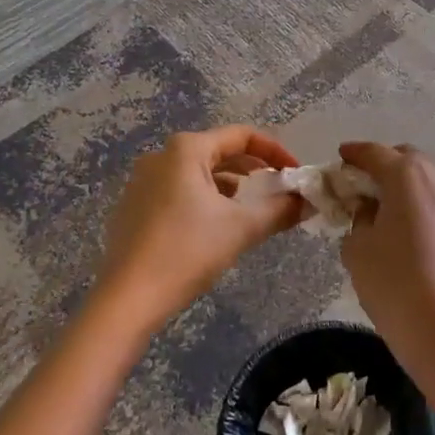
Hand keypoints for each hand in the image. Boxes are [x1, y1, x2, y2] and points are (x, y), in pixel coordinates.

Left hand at [97, 125, 303, 332]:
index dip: (275, 152)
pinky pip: (178, 190)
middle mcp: (161, 155)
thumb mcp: (241, 229)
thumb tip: (307, 202)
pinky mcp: (134, 205)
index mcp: (186, 149)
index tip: (296, 175)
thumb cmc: (187, 252)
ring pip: (198, 173)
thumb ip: (279, 210)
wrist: (127, 299)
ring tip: (251, 210)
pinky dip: (204, 199)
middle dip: (253, 169)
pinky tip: (215, 227)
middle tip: (278, 191)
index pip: (242, 136)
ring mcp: (142, 180)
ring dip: (229, 186)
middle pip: (219, 151)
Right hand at [338, 142, 434, 396]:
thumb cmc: (396, 287)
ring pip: (432, 181)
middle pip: (407, 161)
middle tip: (363, 189)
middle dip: (384, 168)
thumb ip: (358, 219)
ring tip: (392, 211)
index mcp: (407, 174)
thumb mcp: (357, 250)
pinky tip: (419, 233)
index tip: (340, 158)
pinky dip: (430, 208)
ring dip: (410, 187)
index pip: (373, 153)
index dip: (353, 154)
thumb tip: (369, 211)